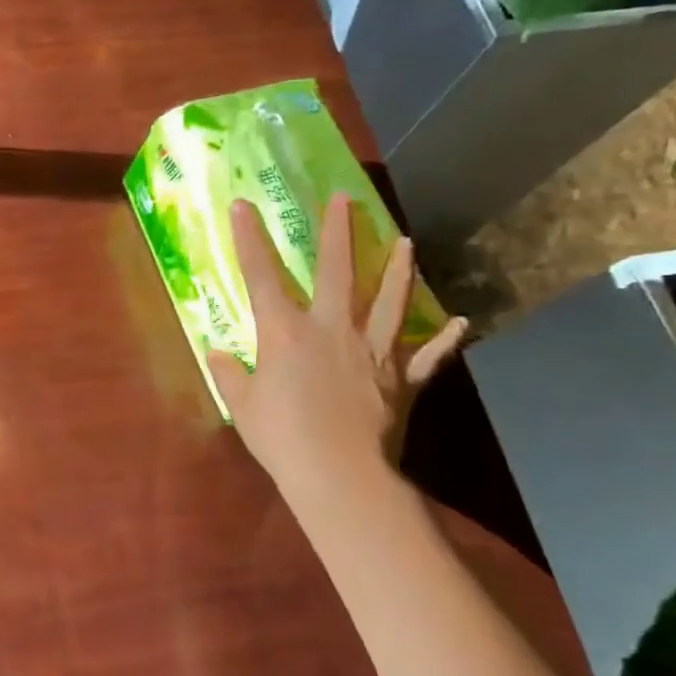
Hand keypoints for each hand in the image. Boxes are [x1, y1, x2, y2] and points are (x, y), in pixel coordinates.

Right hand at [208, 194, 466, 502]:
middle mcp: (331, 329)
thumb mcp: (243, 406)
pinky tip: (460, 323)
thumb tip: (216, 353)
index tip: (242, 205)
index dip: (249, 239)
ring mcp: (372, 351)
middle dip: (339, 232)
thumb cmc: (282, 438)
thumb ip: (230, 374)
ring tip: (407, 242)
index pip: (261, 276)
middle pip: (337, 271)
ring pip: (390, 300)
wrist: (341, 476)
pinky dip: (444, 340)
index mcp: (286, 333)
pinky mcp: (402, 379)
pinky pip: (427, 356)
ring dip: (399, 270)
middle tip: (345, 199)